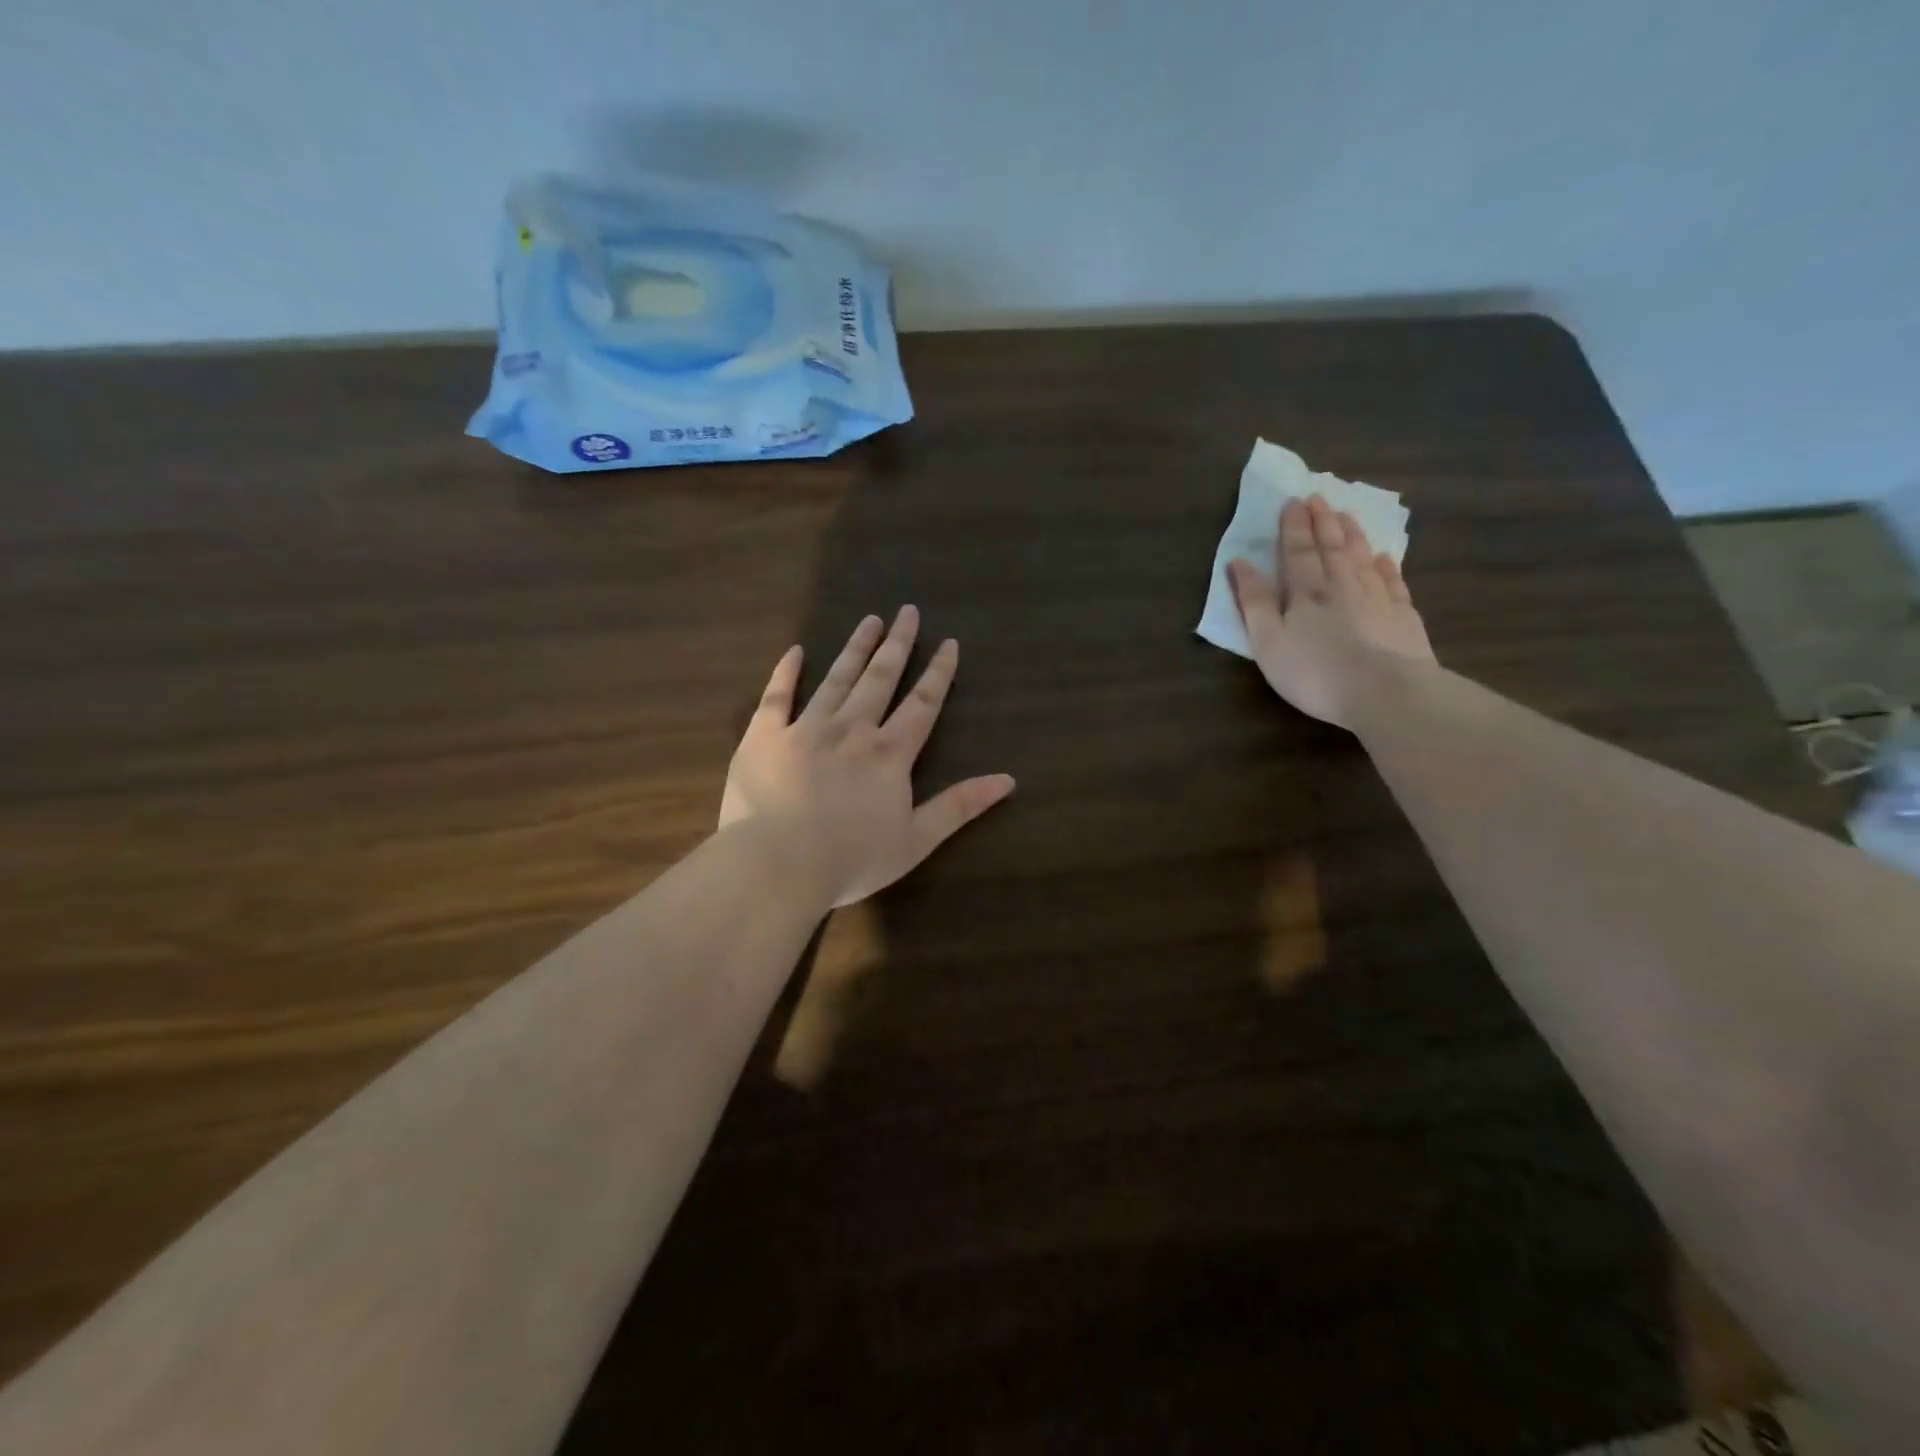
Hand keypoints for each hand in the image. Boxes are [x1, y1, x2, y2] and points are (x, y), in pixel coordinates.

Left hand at [719, 606, 1015, 908]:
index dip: (938, 673)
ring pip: (836, 678)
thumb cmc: (852, 859)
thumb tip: (1008, 779)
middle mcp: (851, 729)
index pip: (922, 704)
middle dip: (898, 644)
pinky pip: (775, 697)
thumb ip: (960, 806)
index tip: (949, 643)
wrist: (778, 865)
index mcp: (889, 753)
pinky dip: (786, 672)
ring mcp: (805, 728)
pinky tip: (796, 650)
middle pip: (880, 679)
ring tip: (870, 620)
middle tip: (908, 611)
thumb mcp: (917, 840)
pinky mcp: (764, 736)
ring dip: (855, 648)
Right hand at [1226, 495, 1435, 727]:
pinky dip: (1386, 567)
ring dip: (1352, 535)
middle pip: (1331, 548)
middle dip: (1322, 522)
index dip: (1293, 527)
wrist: (1386, 693)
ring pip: (1362, 558)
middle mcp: (1343, 586)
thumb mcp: (1268, 642)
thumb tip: (1239, 562)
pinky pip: (1393, 583)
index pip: (1297, 552)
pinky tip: (1384, 557)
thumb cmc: (1315, 672)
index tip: (1293, 502)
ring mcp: (1378, 599)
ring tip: (1346, 516)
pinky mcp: (1403, 618)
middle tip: (1319, 498)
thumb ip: (1254, 602)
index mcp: (1306, 592)